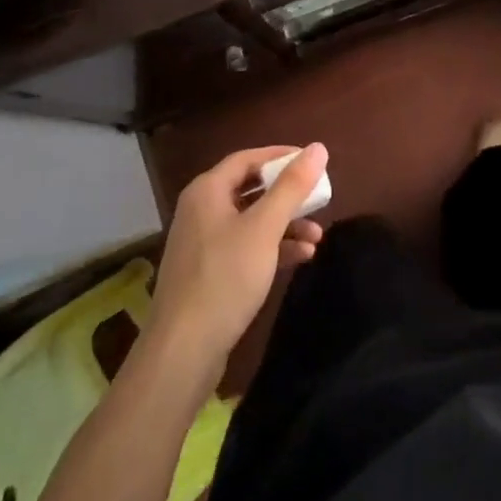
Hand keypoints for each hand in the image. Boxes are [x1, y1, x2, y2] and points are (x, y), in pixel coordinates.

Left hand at [149, 144, 327, 367]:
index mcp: (207, 190)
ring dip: (284, 225)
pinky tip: (301, 258)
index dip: (280, 156)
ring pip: (251, 222)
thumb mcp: (264, 228)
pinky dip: (272, 248)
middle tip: (318, 199)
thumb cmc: (225, 278)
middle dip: (287, 196)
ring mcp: (204, 245)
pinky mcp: (209, 275)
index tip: (311, 162)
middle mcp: (202, 211)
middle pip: (251, 190)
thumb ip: (292, 186)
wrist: (183, 353)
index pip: (248, 159)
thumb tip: (318, 147)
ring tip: (316, 236)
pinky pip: (246, 248)